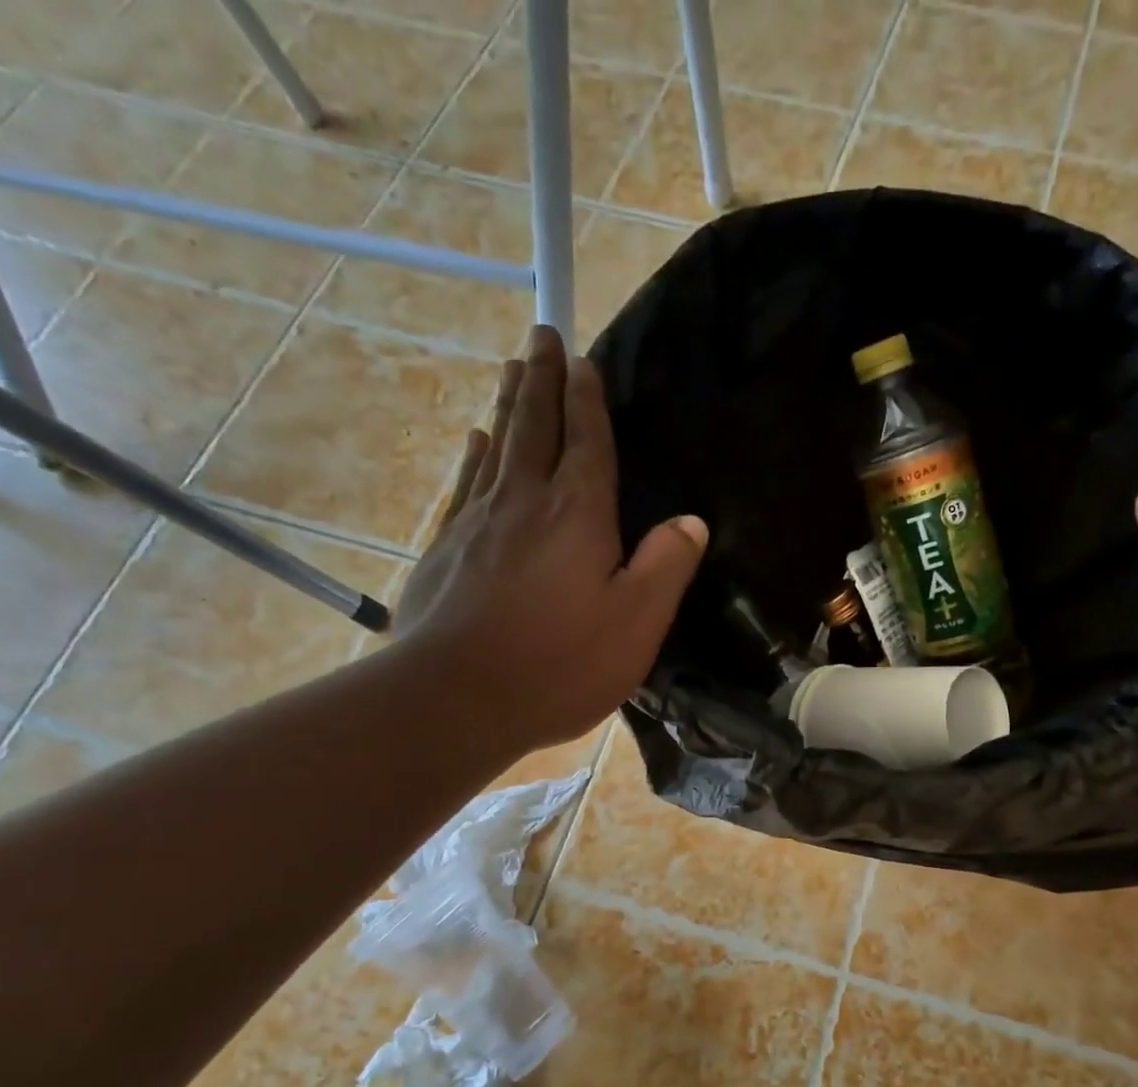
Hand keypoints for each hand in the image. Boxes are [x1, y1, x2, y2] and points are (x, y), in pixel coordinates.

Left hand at [391, 326, 707, 758]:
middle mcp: (524, 502)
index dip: (587, 399)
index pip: (586, 441)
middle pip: (534, 428)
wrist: (455, 699)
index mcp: (577, 515)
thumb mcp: (636, 623)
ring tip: (512, 370)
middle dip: (542, 381)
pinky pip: (466, 484)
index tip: (582, 359)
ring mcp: (477, 523)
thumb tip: (690, 521)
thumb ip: (665, 566)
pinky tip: (476, 442)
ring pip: (497, 447)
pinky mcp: (446, 550)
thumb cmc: (558, 664)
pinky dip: (474, 456)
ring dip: (509, 406)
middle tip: (543, 336)